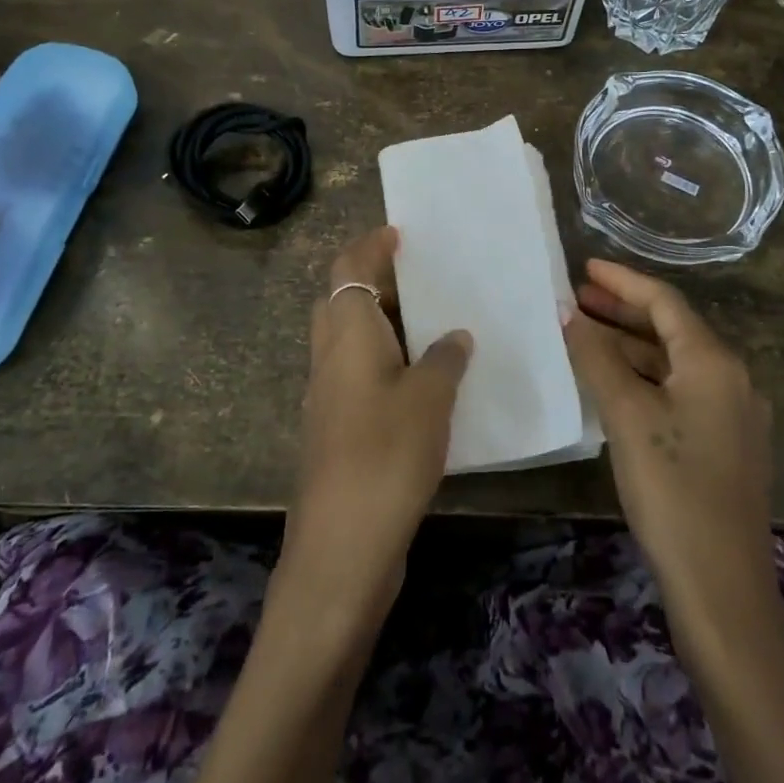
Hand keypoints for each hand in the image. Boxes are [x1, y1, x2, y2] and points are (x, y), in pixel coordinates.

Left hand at [281, 226, 472, 622]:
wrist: (342, 548)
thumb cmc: (385, 456)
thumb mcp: (429, 399)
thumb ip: (444, 359)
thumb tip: (454, 336)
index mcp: (346, 334)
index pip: (348, 268)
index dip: (370, 246)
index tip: (401, 235)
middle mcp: (329, 356)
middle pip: (344, 300)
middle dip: (379, 283)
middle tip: (426, 280)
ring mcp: (329, 395)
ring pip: (352, 339)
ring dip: (386, 325)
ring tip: (436, 325)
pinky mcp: (337, 429)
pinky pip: (361, 373)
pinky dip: (388, 361)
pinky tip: (427, 380)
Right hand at [562, 259, 772, 609]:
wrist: (722, 586)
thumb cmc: (672, 488)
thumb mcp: (627, 416)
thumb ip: (596, 357)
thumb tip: (566, 312)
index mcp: (715, 362)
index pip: (665, 301)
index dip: (623, 281)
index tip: (585, 267)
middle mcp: (732, 378)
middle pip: (672, 329)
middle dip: (624, 311)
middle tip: (577, 299)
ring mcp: (733, 414)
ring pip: (675, 363)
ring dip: (632, 346)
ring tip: (586, 336)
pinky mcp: (726, 445)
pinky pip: (680, 391)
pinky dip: (645, 378)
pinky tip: (615, 385)